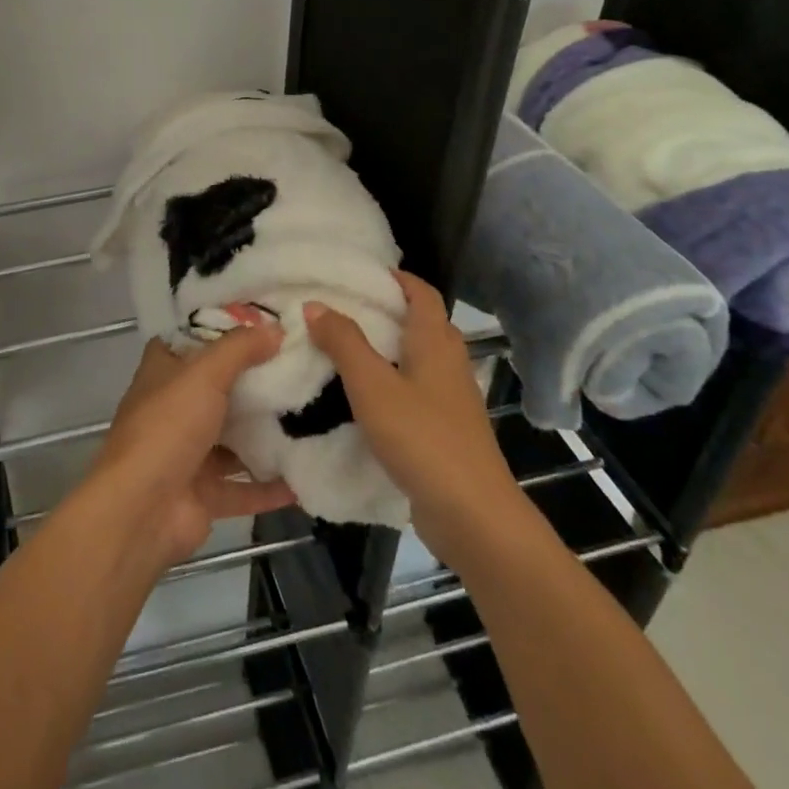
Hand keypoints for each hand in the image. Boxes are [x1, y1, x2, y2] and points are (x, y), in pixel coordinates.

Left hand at [85, 327, 297, 566]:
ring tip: (313, 415)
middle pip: (219, 387)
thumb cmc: (167, 428)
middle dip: (256, 380)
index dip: (223, 327)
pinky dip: (271, 484)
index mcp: (163, 371)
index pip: (192, 339)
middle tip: (302, 366)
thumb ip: (240, 349)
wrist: (141, 512)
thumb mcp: (203, 374)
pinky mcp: (204, 494)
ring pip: (233, 438)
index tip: (265, 320)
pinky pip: (244, 487)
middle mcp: (173, 408)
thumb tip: (276, 329)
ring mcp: (188, 453)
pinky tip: (306, 473)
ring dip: (266, 433)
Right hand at [306, 272, 516, 562]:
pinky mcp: (447, 429)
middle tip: (342, 308)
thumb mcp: (372, 385)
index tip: (359, 273)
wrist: (473, 516)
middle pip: (422, 322)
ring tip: (345, 348)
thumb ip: (344, 342)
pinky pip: (417, 389)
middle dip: (386, 310)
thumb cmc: (422, 438)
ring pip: (419, 357)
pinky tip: (365, 397)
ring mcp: (452, 398)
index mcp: (435, 341)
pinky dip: (392, 381)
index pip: (421, 292)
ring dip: (387, 347)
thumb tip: (315, 304)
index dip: (396, 277)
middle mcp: (449, 362)